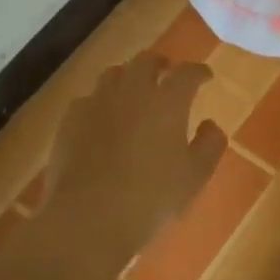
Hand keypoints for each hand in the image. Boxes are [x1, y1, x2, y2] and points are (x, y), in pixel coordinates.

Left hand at [38, 52, 226, 262]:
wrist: (89, 219)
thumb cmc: (152, 198)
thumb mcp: (195, 176)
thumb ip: (210, 145)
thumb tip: (210, 124)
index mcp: (167, 101)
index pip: (187, 73)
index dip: (199, 71)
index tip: (206, 77)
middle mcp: (132, 92)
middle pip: (146, 61)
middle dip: (161, 63)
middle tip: (168, 72)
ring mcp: (96, 104)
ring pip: (113, 74)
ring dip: (128, 77)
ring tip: (134, 91)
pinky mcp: (70, 122)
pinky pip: (87, 99)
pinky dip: (100, 102)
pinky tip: (102, 118)